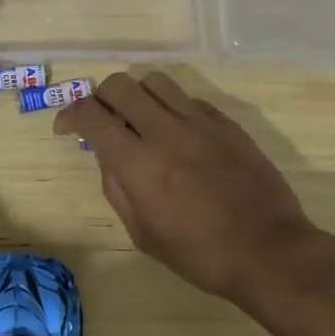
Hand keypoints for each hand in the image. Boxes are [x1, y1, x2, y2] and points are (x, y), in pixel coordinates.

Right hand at [55, 71, 321, 302]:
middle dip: (100, 98)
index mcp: (137, 162)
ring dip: (137, 94)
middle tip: (103, 119)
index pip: (90, 115)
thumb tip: (106, 155)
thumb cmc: (200, 254)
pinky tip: (177, 132)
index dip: (69, 115)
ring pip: (154, 81)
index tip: (66, 127)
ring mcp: (198, 122)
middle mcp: (164, 130)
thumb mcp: (143, 233)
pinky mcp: (226, 122)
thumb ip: (117, 187)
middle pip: (119, 85)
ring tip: (140, 117)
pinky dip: (171, 108)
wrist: (269, 251)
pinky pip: (188, 98)